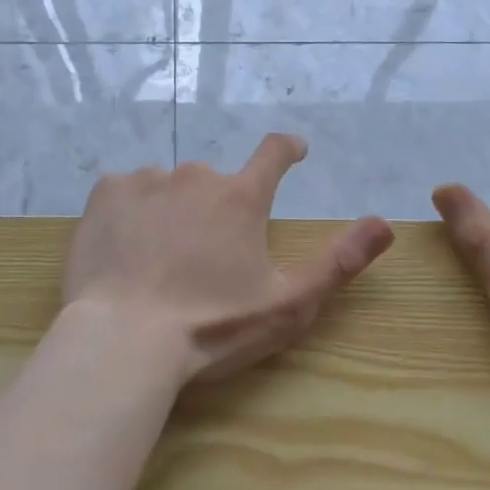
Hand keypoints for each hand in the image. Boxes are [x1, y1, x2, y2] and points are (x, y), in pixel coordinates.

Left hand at [63, 135, 394, 384]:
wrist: (122, 340)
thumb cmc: (211, 326)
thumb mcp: (287, 305)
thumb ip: (338, 262)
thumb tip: (385, 223)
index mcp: (241, 198)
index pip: (273, 153)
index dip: (286, 149)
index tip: (293, 150)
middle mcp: (196, 177)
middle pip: (215, 184)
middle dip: (216, 210)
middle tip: (203, 258)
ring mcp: (146, 181)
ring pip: (168, 189)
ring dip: (172, 212)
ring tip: (159, 261)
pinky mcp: (105, 194)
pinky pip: (126, 193)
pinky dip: (131, 214)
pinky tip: (125, 250)